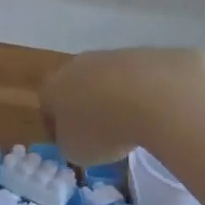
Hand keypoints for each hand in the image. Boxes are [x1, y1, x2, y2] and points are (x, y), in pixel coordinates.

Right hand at [40, 47, 204, 164]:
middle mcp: (78, 65)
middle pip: (78, 86)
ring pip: (109, 79)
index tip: (72, 142)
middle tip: (102, 132)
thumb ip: (70, 143)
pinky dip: (145, 94)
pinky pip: (140, 79)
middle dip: (87, 107)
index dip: (57, 126)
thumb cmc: (103, 128)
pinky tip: (157, 112)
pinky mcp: (147, 54)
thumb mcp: (76, 151)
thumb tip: (77, 137)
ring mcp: (113, 55)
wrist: (156, 96)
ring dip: (117, 98)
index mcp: (53, 87)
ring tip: (134, 124)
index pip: (47, 105)